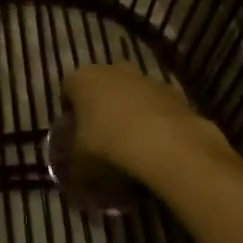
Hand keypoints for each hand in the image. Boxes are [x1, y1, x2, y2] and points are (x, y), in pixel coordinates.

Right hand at [63, 63, 237, 190]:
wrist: (169, 146)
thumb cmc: (110, 147)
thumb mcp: (80, 163)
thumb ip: (74, 162)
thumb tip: (75, 172)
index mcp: (82, 79)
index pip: (68, 91)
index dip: (71, 114)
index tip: (74, 136)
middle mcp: (112, 69)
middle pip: (101, 88)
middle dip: (101, 109)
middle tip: (103, 139)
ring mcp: (146, 79)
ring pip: (131, 95)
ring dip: (130, 114)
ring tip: (133, 147)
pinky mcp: (175, 93)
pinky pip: (157, 107)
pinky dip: (155, 121)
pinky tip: (157, 148)